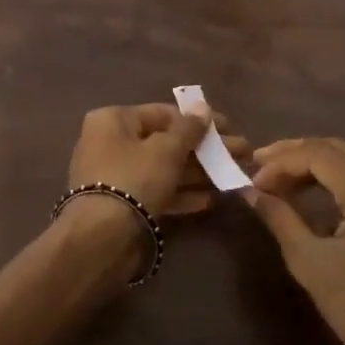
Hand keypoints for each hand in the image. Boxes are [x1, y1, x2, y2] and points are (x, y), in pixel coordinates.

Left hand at [67, 103, 244, 217]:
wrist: (103, 238)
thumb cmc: (135, 178)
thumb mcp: (167, 149)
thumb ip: (188, 128)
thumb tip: (202, 107)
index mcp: (113, 120)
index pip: (163, 113)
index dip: (198, 120)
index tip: (229, 128)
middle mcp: (110, 143)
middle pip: (165, 141)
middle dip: (204, 149)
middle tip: (240, 154)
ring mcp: (116, 176)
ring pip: (164, 169)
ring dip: (198, 173)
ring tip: (233, 176)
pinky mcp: (123, 206)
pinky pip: (157, 192)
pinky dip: (182, 194)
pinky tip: (212, 200)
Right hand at [247, 138, 344, 344]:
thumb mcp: (310, 263)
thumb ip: (280, 217)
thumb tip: (250, 192)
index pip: (320, 154)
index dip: (281, 162)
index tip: (252, 180)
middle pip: (340, 150)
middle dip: (297, 155)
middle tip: (260, 168)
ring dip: (318, 166)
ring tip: (282, 181)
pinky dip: (341, 181)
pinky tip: (316, 194)